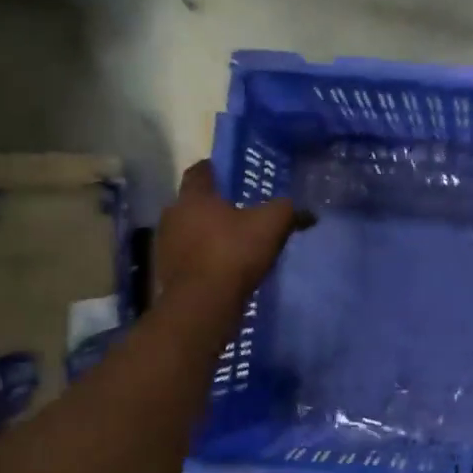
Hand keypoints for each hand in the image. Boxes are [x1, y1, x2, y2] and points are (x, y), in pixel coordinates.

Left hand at [154, 161, 308, 299]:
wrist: (203, 303)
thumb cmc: (234, 252)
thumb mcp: (272, 224)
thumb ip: (288, 211)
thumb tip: (308, 212)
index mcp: (194, 196)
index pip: (200, 171)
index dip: (216, 169)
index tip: (231, 174)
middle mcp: (173, 215)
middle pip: (193, 202)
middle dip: (213, 205)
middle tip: (239, 211)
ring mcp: (165, 245)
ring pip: (188, 230)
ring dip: (206, 233)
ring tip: (232, 241)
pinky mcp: (166, 272)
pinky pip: (187, 256)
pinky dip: (202, 257)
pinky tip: (222, 267)